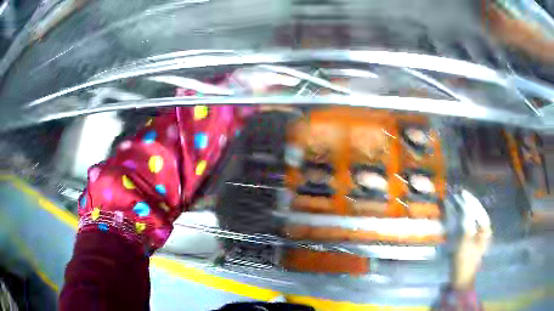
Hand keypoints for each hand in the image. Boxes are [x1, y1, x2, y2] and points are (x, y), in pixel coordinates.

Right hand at [451, 189, 492, 289]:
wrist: (461, 277)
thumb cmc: (465, 260)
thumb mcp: (465, 241)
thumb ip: (467, 222)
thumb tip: (465, 207)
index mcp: (485, 230)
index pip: (479, 210)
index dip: (471, 200)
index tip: (462, 193)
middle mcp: (483, 230)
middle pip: (477, 212)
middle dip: (468, 203)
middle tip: (459, 194)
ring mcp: (478, 235)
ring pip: (472, 217)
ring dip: (465, 209)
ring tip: (458, 200)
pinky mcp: (471, 240)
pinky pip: (468, 224)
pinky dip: (463, 218)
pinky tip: (458, 213)